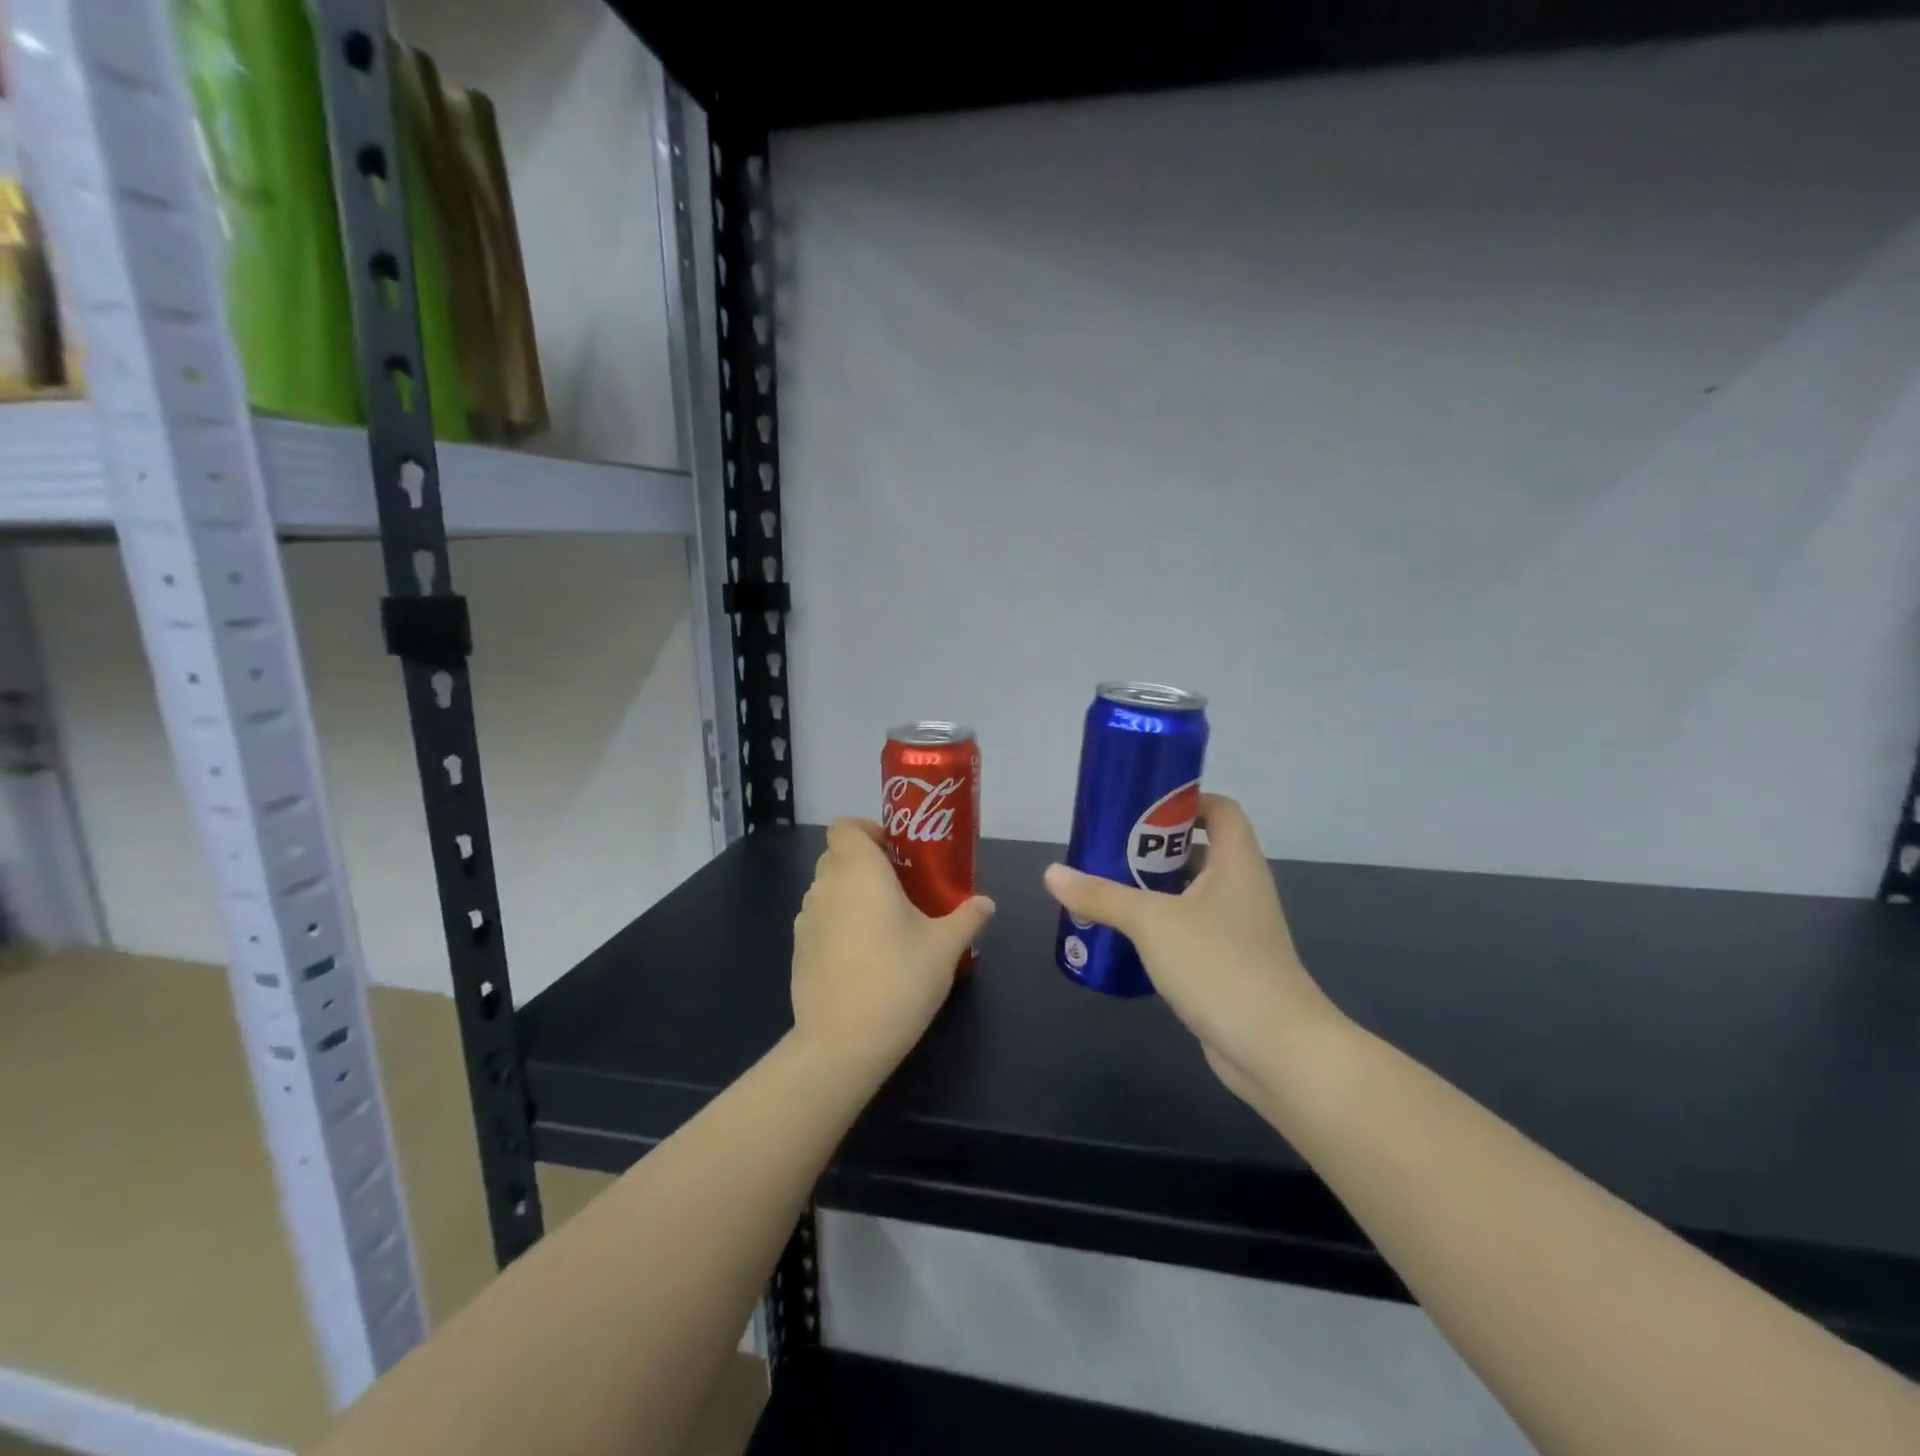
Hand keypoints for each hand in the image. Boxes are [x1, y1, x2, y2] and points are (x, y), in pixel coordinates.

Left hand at [791, 818, 995, 1077]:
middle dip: (865, 862)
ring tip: (884, 921)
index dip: (868, 830)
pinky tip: (862, 954)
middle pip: (837, 855)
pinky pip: (819, 918)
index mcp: (860, 872)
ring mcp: (806, 919)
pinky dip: (838, 921)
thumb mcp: (944, 948)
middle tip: (900, 885)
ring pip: (827, 887)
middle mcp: (826, 886)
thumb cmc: (898, 981)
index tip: (896, 851)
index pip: (845, 826)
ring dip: (851, 892)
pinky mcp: (797, 949)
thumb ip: (967, 918)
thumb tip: (986, 903)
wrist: (841, 1044)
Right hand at [1043, 794, 1342, 1105]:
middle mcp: (1240, 888)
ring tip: (1103, 886)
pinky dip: (1159, 926)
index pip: (1220, 810)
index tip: (1139, 807)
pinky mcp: (1227, 964)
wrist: (1277, 1050)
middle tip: (1106, 847)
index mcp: (1235, 863)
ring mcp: (1236, 929)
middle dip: (1152, 847)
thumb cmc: (1219, 965)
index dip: (1185, 800)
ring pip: (1190, 893)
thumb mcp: (1152, 922)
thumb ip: (1101, 895)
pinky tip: (1123, 935)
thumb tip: (1052, 873)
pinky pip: (1188, 929)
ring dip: (1151, 888)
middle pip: (1198, 849)